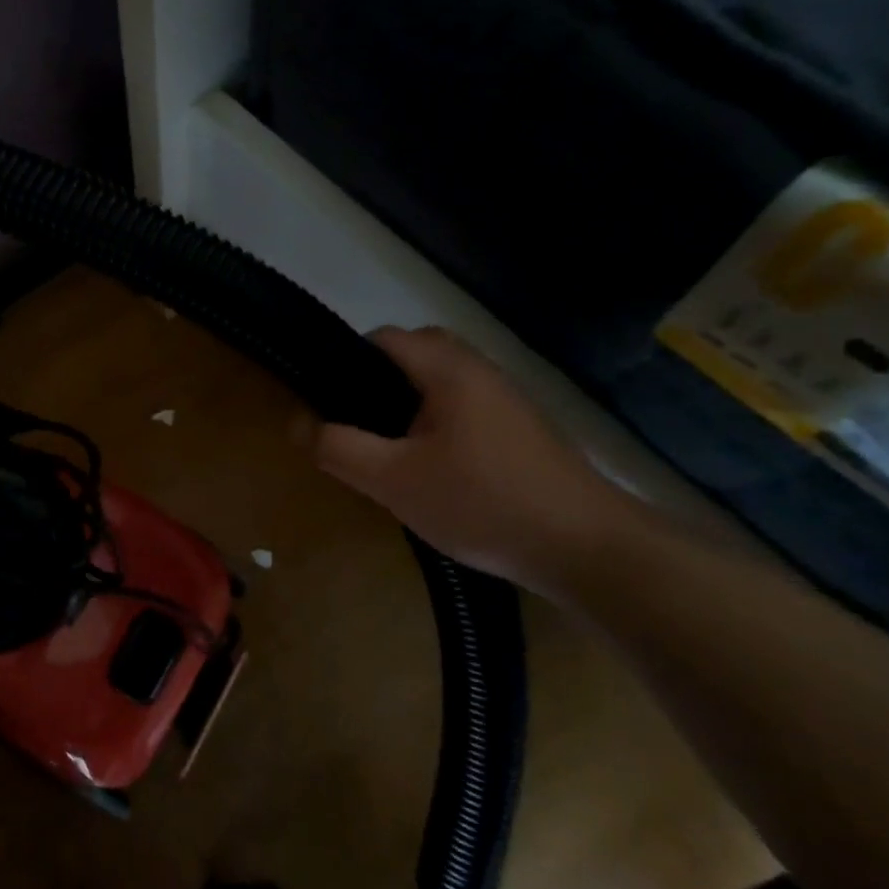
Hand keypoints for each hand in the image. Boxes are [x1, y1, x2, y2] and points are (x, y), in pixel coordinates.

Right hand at [310, 327, 639, 592]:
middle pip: (415, 354)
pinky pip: (464, 408)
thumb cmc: (482, 503)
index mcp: (450, 371)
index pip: (384, 338)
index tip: (327, 400)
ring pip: (440, 383)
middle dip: (377, 381)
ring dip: (407, 405)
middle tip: (356, 424)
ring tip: (386, 449)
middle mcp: (482, 372)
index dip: (346, 361)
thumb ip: (338, 447)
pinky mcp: (523, 431)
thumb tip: (298, 423)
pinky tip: (431, 469)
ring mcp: (508, 401)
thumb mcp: (392, 480)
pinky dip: (436, 423)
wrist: (590, 550)